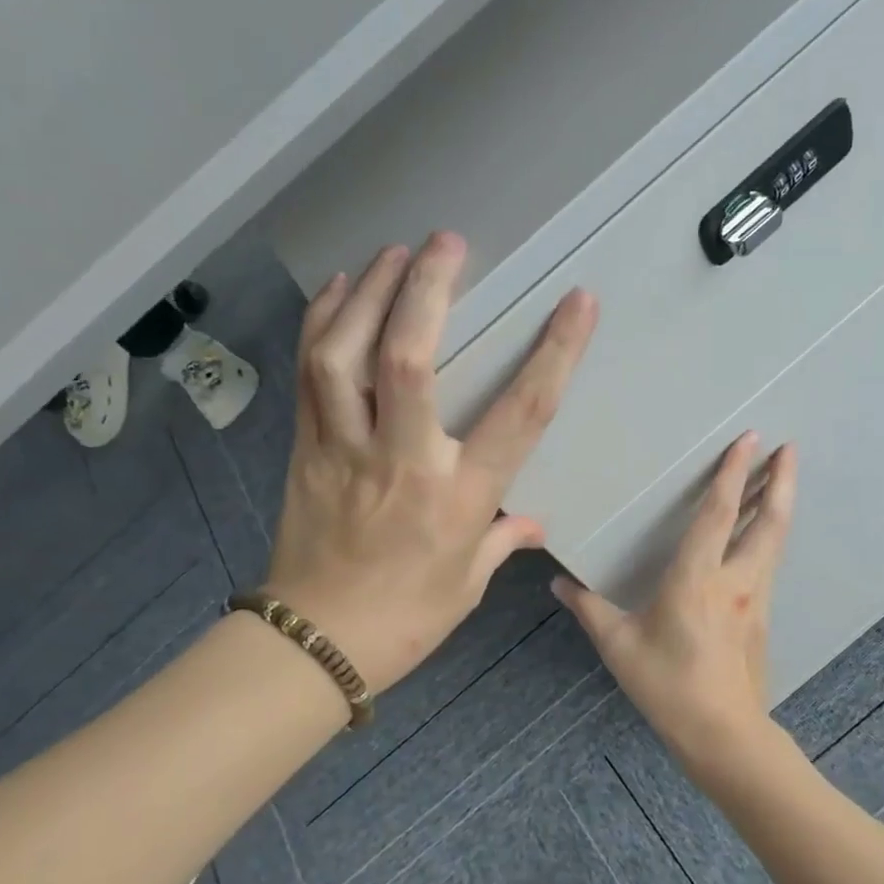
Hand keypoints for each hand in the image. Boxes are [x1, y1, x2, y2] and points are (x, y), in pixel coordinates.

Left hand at [266, 232, 596, 692]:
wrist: (316, 642)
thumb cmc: (407, 618)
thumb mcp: (468, 582)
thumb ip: (502, 539)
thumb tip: (532, 521)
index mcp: (459, 496)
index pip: (520, 414)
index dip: (553, 353)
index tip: (578, 303)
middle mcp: (404, 460)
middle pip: (410, 359)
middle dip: (429, 290)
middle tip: (448, 241)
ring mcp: (345, 450)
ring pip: (346, 356)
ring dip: (369, 293)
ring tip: (393, 252)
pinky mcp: (305, 449)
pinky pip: (310, 375)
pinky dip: (322, 324)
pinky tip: (340, 290)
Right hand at [554, 433, 797, 775]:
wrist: (723, 733)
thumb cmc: (667, 685)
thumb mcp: (619, 645)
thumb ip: (588, 608)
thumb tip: (558, 582)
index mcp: (696, 579)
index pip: (718, 514)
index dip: (733, 474)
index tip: (750, 440)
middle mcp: (735, 581)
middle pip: (767, 521)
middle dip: (780, 481)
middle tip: (789, 447)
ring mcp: (756, 599)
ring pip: (775, 542)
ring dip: (780, 505)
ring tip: (784, 479)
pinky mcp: (763, 618)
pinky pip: (769, 564)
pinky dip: (770, 537)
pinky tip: (762, 537)